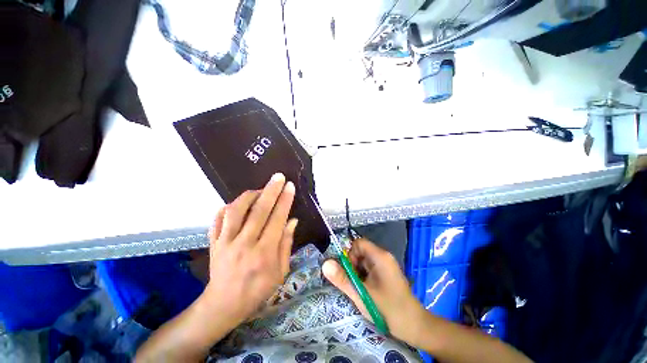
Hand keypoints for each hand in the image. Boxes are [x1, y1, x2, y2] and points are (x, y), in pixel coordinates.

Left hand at [202, 173, 297, 325]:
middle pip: (259, 210)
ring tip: (260, 189)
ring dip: (249, 195)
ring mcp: (225, 242)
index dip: (285, 200)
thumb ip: (286, 243)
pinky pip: (218, 218)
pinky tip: (238, 203)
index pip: (277, 219)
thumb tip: (292, 220)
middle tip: (278, 177)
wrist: (224, 305)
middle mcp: (244, 244)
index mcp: (264, 253)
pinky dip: (228, 206)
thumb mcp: (281, 271)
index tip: (290, 186)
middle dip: (271, 190)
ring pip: (236, 210)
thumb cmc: (258, 290)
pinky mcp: (213, 242)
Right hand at [323, 238, 426, 343]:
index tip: (349, 272)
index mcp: (380, 256)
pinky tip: (367, 291)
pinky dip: (364, 277)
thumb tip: (325, 264)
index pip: (358, 243)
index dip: (350, 254)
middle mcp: (383, 256)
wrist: (414, 326)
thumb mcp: (361, 294)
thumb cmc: (388, 309)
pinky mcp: (386, 273)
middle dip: (353, 266)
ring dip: (358, 273)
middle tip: (355, 284)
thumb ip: (342, 279)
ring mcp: (386, 265)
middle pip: (360, 252)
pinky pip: (369, 268)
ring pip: (364, 261)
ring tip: (361, 289)